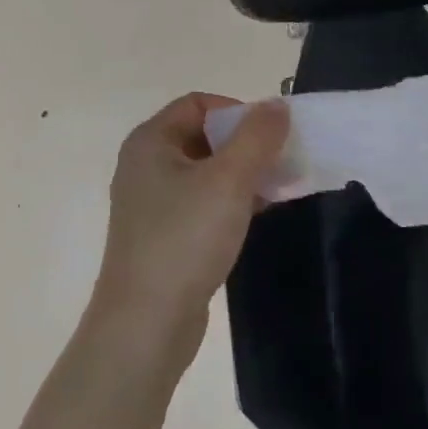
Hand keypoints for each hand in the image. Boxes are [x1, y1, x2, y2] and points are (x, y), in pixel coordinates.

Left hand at [91, 94, 288, 369]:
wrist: (146, 324)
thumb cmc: (185, 239)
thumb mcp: (229, 180)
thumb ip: (258, 136)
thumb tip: (277, 105)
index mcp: (150, 142)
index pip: (198, 103)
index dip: (237, 111)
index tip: (270, 136)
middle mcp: (146, 166)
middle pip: (204, 136)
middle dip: (247, 144)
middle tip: (282, 162)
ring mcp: (153, 204)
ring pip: (207, 172)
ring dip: (244, 174)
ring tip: (279, 189)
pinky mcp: (165, 236)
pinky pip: (204, 202)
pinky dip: (232, 201)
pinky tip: (260, 215)